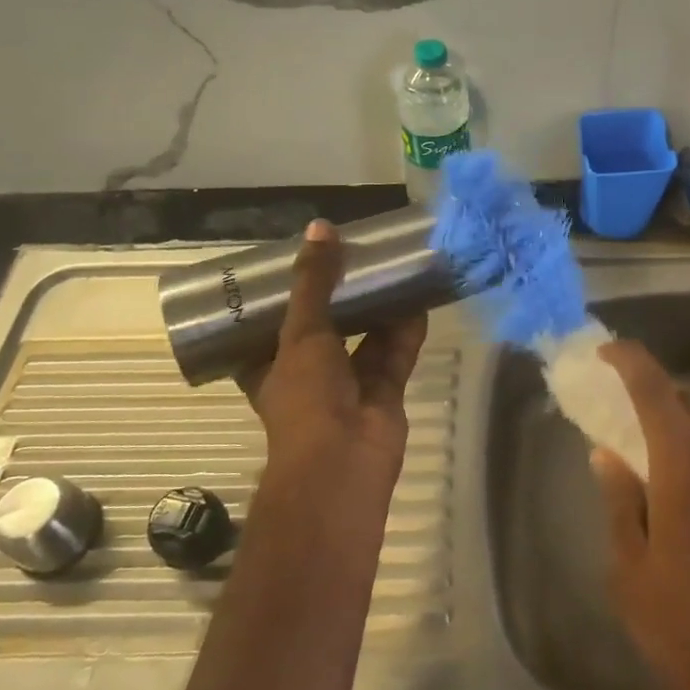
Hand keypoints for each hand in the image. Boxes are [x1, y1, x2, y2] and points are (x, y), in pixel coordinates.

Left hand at [239, 220, 428, 486]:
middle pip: (325, 328)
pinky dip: (406, 329)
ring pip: (364, 338)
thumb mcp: (300, 332)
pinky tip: (419, 297)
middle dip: (340, 297)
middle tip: (353, 256)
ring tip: (389, 268)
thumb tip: (320, 227)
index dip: (284, 298)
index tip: (298, 264)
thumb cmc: (305, 397)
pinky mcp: (384, 391)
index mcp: (271, 366)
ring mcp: (349, 385)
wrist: (343, 462)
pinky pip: (395, 353)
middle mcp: (309, 375)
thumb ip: (313, 282)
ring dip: (377, 309)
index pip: (270, 327)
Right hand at [590, 341, 689, 689]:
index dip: (634, 363)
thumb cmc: (681, 627)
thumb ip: (620, 502)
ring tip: (656, 470)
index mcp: (685, 474)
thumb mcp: (630, 569)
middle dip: (658, 400)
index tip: (610, 351)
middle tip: (626, 412)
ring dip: (684, 441)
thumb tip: (608, 454)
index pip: (658, 395)